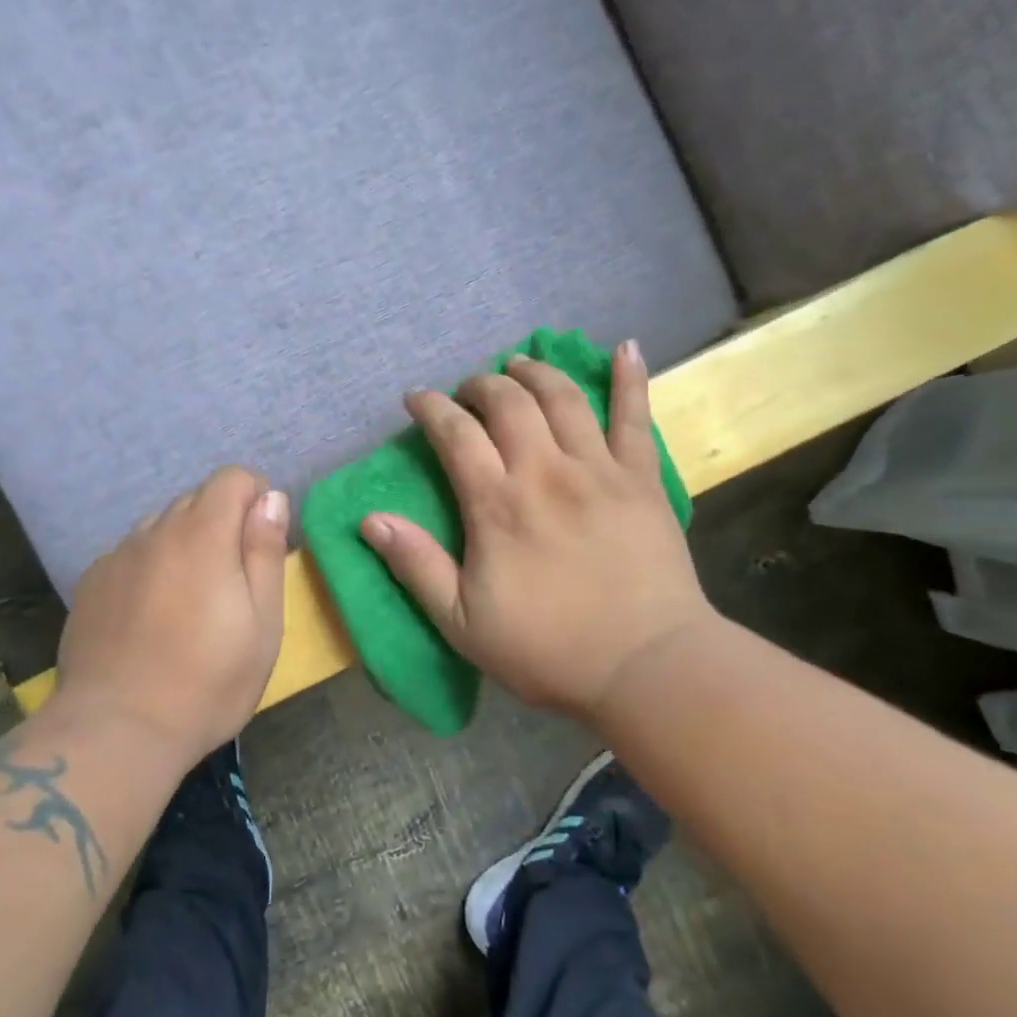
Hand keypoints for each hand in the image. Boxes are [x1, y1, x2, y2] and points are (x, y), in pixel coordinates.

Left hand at [57, 466, 289, 766]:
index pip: (231, 478)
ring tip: (187, 602)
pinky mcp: (90, 584)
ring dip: (182, 545)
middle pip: (195, 499)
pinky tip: (148, 618)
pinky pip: (130, 555)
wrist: (117, 730)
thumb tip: (271, 498)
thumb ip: (265, 551)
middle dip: (220, 523)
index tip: (260, 544)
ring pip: (160, 527)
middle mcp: (155, 532)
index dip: (254, 499)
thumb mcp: (263, 623)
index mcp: (203, 535)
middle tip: (229, 582)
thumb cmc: (207, 681)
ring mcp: (117, 557)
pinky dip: (148, 568)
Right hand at [360, 340, 716, 723]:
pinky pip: (636, 417)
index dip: (431, 408)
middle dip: (480, 385)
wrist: (646, 668)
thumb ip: (416, 565)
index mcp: (497, 503)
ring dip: (535, 372)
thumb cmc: (548, 650)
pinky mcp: (642, 479)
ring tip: (519, 365)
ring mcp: (599, 469)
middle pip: (508, 403)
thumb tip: (369, 519)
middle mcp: (545, 471)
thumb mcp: (461, 622)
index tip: (417, 400)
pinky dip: (630, 378)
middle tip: (468, 392)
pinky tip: (625, 348)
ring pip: (563, 397)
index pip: (455, 434)